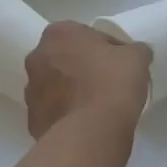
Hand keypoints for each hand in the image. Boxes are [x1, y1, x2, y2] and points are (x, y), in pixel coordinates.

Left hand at [23, 22, 151, 139]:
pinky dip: (65, 115)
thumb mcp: (137, 57)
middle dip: (81, 67)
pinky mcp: (32, 120)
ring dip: (70, 91)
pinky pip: (52, 112)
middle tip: (107, 83)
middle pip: (64, 58)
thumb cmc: (113, 84)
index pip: (85, 34)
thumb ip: (133, 50)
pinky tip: (85, 124)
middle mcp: (37, 57)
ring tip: (96, 107)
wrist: (91, 133)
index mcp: (58, 34)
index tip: (119, 63)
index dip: (105, 48)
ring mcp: (30, 91)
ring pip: (55, 86)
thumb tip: (132, 54)